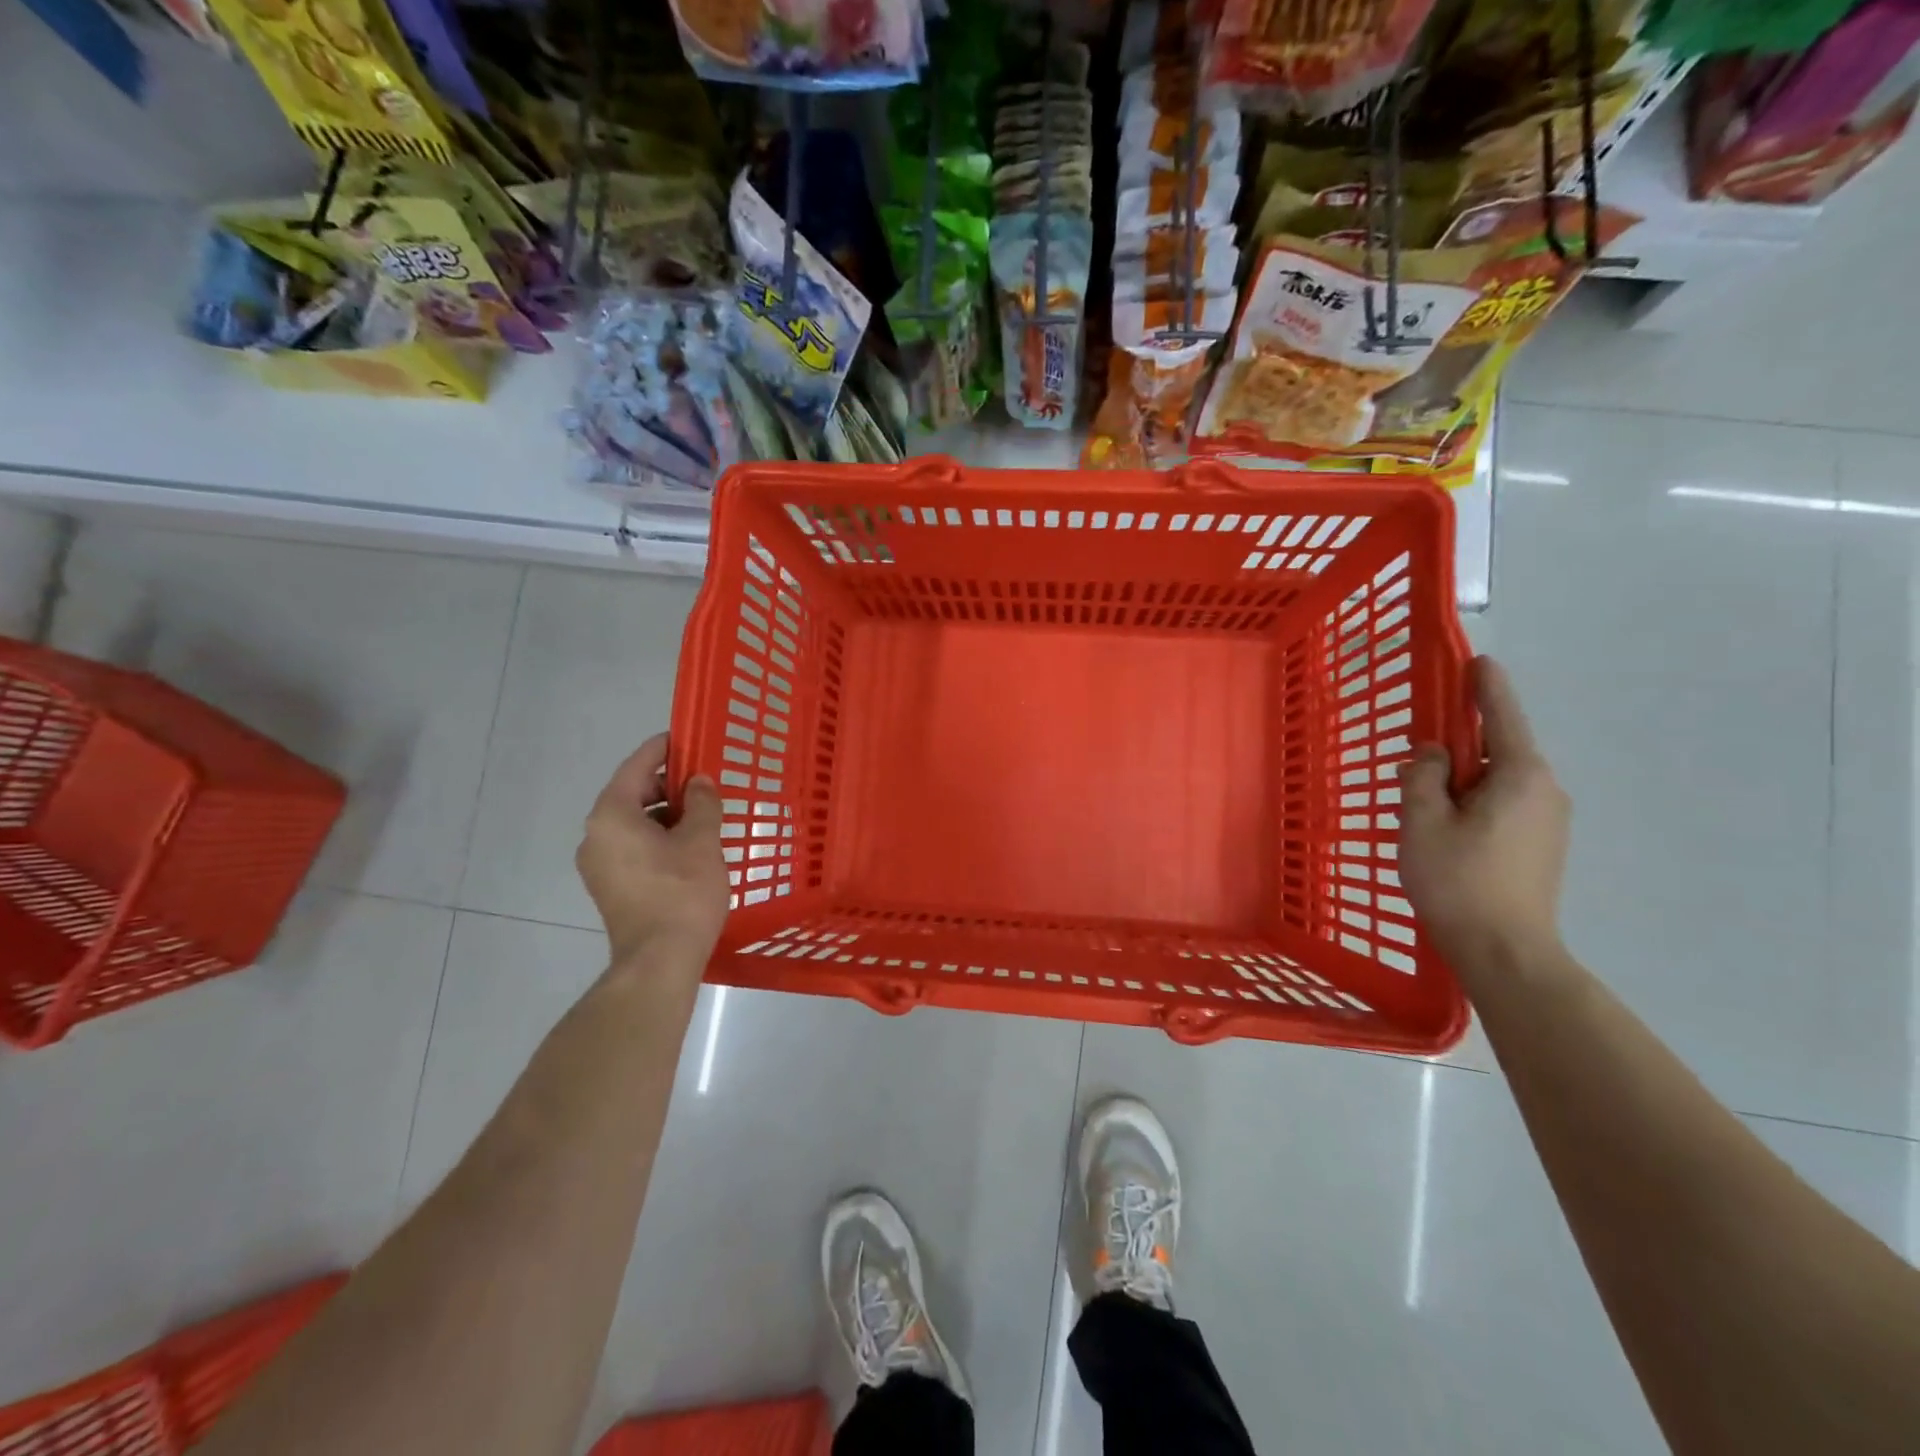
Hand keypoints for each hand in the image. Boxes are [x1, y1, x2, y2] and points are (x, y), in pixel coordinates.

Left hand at [576, 734, 729, 972]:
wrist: (659, 961)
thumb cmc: (682, 893)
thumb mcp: (702, 840)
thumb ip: (703, 802)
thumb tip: (700, 783)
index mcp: (612, 815)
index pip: (637, 766)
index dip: (664, 749)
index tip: (688, 738)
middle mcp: (595, 834)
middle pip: (633, 793)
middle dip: (669, 785)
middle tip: (706, 782)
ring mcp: (598, 864)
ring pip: (634, 823)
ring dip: (666, 814)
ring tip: (704, 816)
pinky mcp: (609, 886)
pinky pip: (632, 847)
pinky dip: (658, 837)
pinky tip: (689, 846)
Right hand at [1401, 657, 1570, 970]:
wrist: (1506, 953)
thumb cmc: (1458, 881)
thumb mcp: (1422, 822)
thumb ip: (1422, 776)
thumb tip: (1432, 755)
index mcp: (1520, 776)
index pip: (1502, 716)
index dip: (1485, 687)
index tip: (1478, 660)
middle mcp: (1545, 790)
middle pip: (1498, 749)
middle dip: (1458, 746)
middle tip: (1416, 758)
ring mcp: (1549, 820)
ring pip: (1497, 781)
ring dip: (1461, 779)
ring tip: (1422, 804)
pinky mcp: (1542, 846)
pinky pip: (1503, 805)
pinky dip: (1472, 801)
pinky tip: (1444, 828)